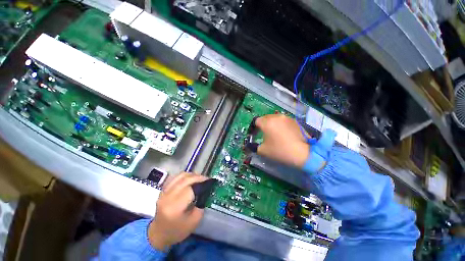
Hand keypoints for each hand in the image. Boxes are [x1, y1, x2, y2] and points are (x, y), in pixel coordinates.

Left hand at [148, 172, 207, 250]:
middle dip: (198, 177)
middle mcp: (167, 197)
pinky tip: (190, 179)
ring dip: (192, 175)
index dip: (201, 182)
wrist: (159, 234)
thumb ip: (201, 203)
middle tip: (206, 179)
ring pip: (180, 176)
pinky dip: (185, 176)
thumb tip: (206, 190)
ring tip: (199, 178)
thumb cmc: (178, 230)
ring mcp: (163, 192)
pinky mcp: (163, 190)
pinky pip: (176, 177)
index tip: (210, 181)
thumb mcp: (195, 221)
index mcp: (175, 208)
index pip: (190, 189)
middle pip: (185, 179)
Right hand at [255, 114, 309, 167]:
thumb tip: (251, 145)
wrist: (303, 153)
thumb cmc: (280, 151)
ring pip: (275, 118)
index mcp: (267, 122)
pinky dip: (281, 125)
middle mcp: (276, 117)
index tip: (255, 134)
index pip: (256, 121)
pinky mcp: (294, 121)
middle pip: (265, 118)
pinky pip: (283, 121)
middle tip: (263, 133)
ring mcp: (286, 118)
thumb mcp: (263, 151)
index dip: (254, 127)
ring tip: (274, 132)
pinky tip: (284, 133)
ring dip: (272, 124)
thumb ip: (254, 146)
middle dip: (263, 124)